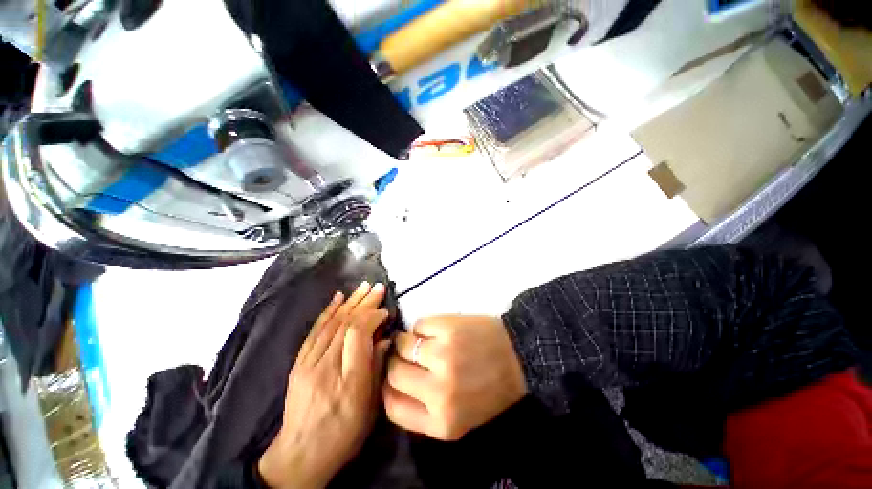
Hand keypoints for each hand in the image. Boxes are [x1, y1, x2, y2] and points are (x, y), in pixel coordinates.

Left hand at [258, 282, 390, 488]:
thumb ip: (377, 369)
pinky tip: (338, 298)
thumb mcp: (370, 408)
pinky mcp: (298, 364)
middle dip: (364, 303)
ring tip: (362, 286)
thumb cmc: (343, 434)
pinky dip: (328, 311)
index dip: (373, 317)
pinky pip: (314, 331)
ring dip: (350, 302)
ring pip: (331, 324)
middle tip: (377, 287)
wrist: (300, 456)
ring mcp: (308, 364)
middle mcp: (326, 368)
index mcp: (349, 381)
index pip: (359, 335)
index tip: (386, 311)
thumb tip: (385, 339)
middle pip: (346, 325)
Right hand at [383, 315, 526, 440]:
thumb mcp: (458, 417)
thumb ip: (424, 409)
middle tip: (408, 354)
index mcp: (441, 422)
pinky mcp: (448, 328)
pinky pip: (419, 324)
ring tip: (423, 340)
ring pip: (403, 343)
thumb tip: (392, 382)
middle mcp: (438, 391)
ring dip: (408, 340)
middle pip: (393, 371)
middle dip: (397, 360)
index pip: (392, 405)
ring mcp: (443, 356)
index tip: (393, 377)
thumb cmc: (489, 389)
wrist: (519, 358)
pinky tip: (437, 331)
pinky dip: (423, 327)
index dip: (387, 387)